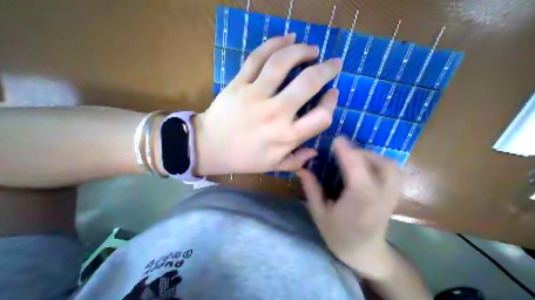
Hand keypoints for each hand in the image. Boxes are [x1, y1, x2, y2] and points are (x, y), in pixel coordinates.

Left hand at [194, 34, 339, 175]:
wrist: (210, 148)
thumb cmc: (243, 159)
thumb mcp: (272, 166)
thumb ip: (296, 161)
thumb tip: (315, 153)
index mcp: (285, 137)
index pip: (321, 117)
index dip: (330, 104)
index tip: (331, 95)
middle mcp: (274, 114)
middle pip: (307, 83)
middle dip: (326, 70)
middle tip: (333, 63)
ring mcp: (255, 96)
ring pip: (282, 63)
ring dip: (302, 51)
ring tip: (311, 49)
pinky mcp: (238, 85)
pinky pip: (257, 58)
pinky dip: (274, 44)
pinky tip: (287, 39)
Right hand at [299, 138, 403, 272]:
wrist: (364, 253)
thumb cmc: (338, 235)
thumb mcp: (318, 214)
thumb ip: (311, 190)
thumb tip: (301, 169)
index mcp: (358, 205)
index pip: (358, 174)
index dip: (348, 154)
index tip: (337, 140)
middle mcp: (380, 198)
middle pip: (381, 166)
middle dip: (360, 152)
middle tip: (341, 151)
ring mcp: (391, 196)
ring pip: (390, 166)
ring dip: (371, 155)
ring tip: (353, 156)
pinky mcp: (393, 194)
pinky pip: (393, 170)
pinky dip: (379, 160)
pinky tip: (364, 164)